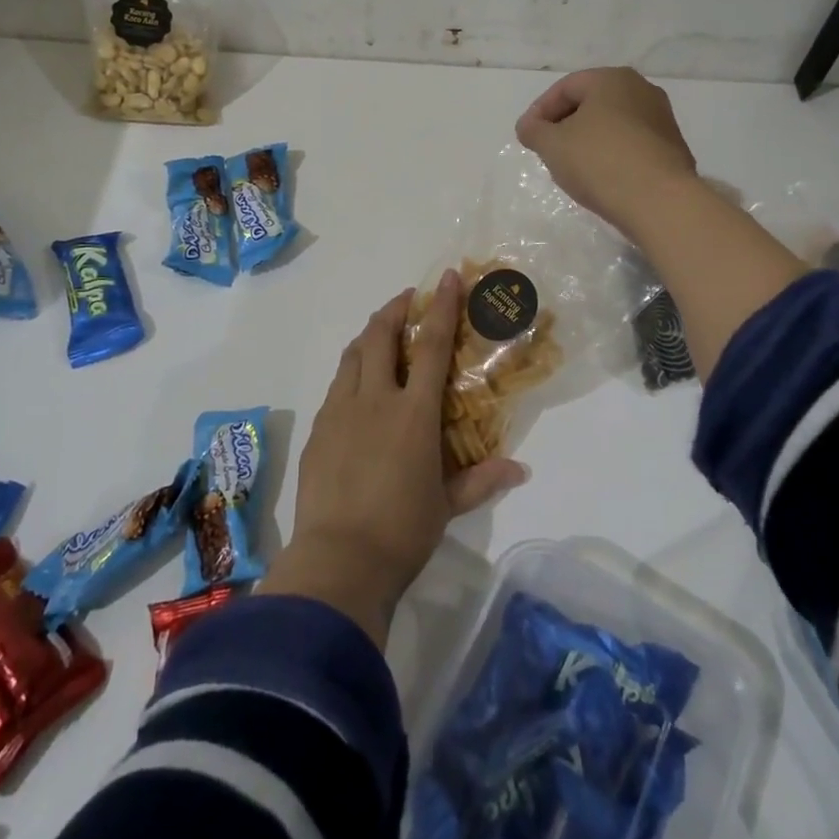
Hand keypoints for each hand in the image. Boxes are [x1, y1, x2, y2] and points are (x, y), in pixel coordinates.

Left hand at [260, 272, 527, 646]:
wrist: (338, 562)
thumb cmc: (402, 531)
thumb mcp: (447, 506)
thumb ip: (482, 480)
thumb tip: (521, 469)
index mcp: (413, 413)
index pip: (431, 345)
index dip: (440, 306)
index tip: (446, 277)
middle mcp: (375, 399)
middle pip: (380, 335)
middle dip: (394, 309)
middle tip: (407, 301)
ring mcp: (340, 411)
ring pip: (353, 354)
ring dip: (369, 335)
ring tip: (381, 334)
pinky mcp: (318, 429)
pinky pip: (336, 385)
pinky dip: (351, 370)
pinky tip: (357, 386)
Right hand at [515, 67, 698, 238]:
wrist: (660, 202)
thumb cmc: (599, 162)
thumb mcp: (552, 145)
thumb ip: (533, 130)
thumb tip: (529, 126)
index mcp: (612, 79)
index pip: (565, 88)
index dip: (540, 111)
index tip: (527, 137)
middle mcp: (642, 89)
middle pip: (591, 103)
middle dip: (564, 124)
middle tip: (548, 150)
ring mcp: (662, 119)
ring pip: (612, 124)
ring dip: (588, 140)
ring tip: (573, 167)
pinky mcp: (672, 148)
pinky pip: (631, 144)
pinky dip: (611, 154)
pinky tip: (602, 178)